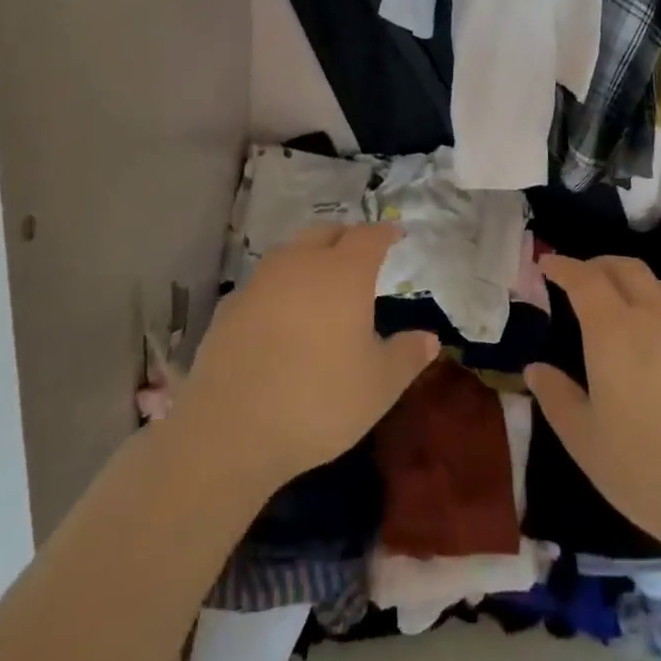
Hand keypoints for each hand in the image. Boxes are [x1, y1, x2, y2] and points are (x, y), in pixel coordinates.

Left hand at [176, 224, 437, 490]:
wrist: (231, 427)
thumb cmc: (319, 401)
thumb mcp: (379, 386)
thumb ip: (407, 356)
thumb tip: (430, 338)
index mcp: (344, 272)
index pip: (369, 236)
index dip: (384, 233)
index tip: (395, 235)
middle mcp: (302, 263)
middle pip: (325, 233)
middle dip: (345, 237)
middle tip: (358, 255)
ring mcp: (261, 281)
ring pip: (290, 252)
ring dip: (308, 257)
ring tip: (319, 281)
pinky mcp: (230, 306)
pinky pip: (262, 283)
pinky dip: (278, 288)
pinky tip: (279, 315)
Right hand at [524, 255, 660, 561]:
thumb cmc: (642, 467)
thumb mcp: (583, 438)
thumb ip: (556, 397)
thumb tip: (535, 369)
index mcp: (613, 331)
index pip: (584, 279)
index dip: (562, 266)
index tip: (545, 263)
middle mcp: (651, 318)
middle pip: (624, 268)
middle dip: (596, 264)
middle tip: (576, 277)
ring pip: (656, 283)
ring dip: (629, 277)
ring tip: (614, 296)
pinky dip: (655, 301)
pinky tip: (650, 331)